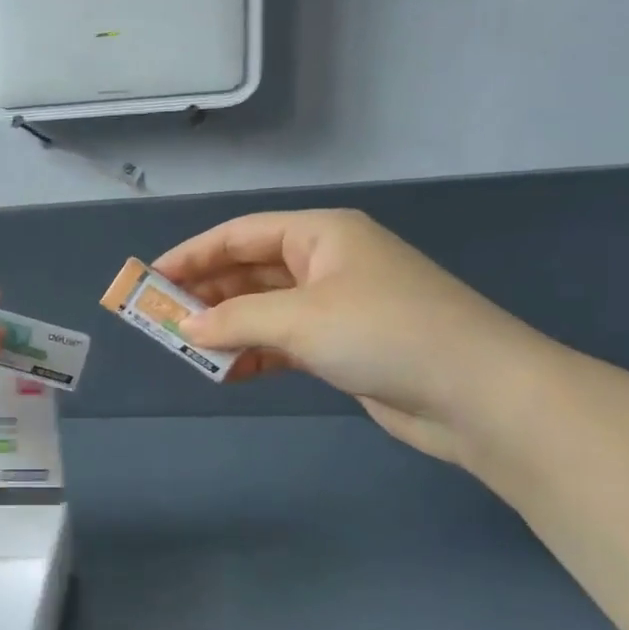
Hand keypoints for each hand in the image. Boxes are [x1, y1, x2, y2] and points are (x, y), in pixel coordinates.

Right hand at [153, 210, 556, 462]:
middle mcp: (326, 263)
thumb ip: (234, 320)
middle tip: (160, 320)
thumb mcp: (299, 319)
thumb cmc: (384, 333)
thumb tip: (184, 327)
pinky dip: (254, 354)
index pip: (240, 235)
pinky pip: (283, 342)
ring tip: (186, 349)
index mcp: (320, 235)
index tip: (150, 279)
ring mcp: (336, 306)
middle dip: (205, 295)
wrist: (478, 394)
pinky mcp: (343, 346)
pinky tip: (226, 372)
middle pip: (249, 270)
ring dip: (227, 328)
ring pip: (264, 309)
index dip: (191, 255)